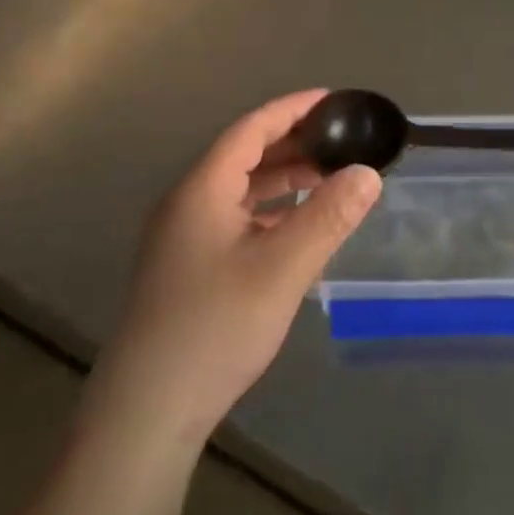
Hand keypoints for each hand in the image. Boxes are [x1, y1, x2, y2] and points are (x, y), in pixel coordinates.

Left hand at [85, 90, 380, 446]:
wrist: (145, 414)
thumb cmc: (214, 327)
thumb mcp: (282, 268)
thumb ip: (328, 217)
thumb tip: (368, 173)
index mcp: (203, 189)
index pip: (252, 128)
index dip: (293, 109)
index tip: (333, 100)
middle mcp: (188, 203)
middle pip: (244, 155)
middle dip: (294, 143)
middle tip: (341, 141)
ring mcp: (182, 237)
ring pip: (239, 189)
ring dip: (282, 179)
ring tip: (328, 179)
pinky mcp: (186, 267)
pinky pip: (234, 219)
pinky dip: (269, 211)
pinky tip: (296, 228)